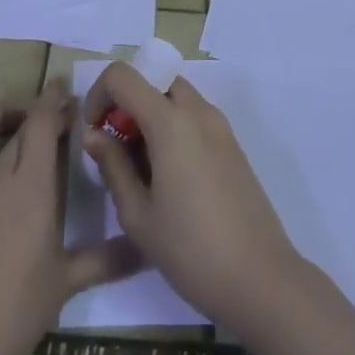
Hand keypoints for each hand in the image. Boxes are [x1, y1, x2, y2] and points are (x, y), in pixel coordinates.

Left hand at [0, 82, 140, 354]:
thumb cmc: (15, 312)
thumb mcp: (67, 283)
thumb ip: (106, 259)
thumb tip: (146, 248)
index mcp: (30, 184)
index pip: (43, 122)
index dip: (55, 101)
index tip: (66, 92)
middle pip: (15, 126)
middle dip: (34, 113)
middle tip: (50, 118)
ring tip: (4, 128)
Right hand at [82, 63, 306, 335]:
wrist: (261, 279)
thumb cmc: (190, 249)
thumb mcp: (137, 214)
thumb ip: (112, 165)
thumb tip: (93, 134)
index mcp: (171, 121)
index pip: (123, 76)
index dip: (99, 95)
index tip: (94, 132)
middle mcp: (198, 111)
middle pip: (153, 81)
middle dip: (127, 104)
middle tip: (117, 149)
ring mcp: (220, 126)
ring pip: (175, 97)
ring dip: (151, 115)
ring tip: (141, 168)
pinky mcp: (233, 145)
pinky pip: (194, 117)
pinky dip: (173, 127)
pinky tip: (169, 177)